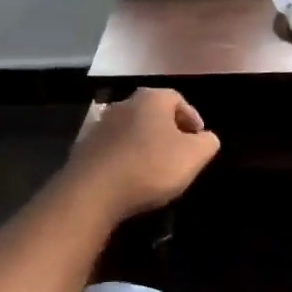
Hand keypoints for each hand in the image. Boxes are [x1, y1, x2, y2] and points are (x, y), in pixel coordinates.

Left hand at [65, 88, 219, 222]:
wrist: (92, 192)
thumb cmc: (150, 167)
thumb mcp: (194, 156)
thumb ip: (208, 142)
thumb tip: (207, 138)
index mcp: (152, 99)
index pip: (178, 100)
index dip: (192, 118)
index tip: (199, 138)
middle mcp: (124, 104)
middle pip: (153, 113)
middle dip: (168, 130)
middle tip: (180, 151)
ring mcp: (100, 125)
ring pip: (132, 130)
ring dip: (145, 144)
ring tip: (155, 167)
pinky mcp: (84, 148)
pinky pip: (113, 148)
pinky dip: (125, 157)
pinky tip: (131, 177)